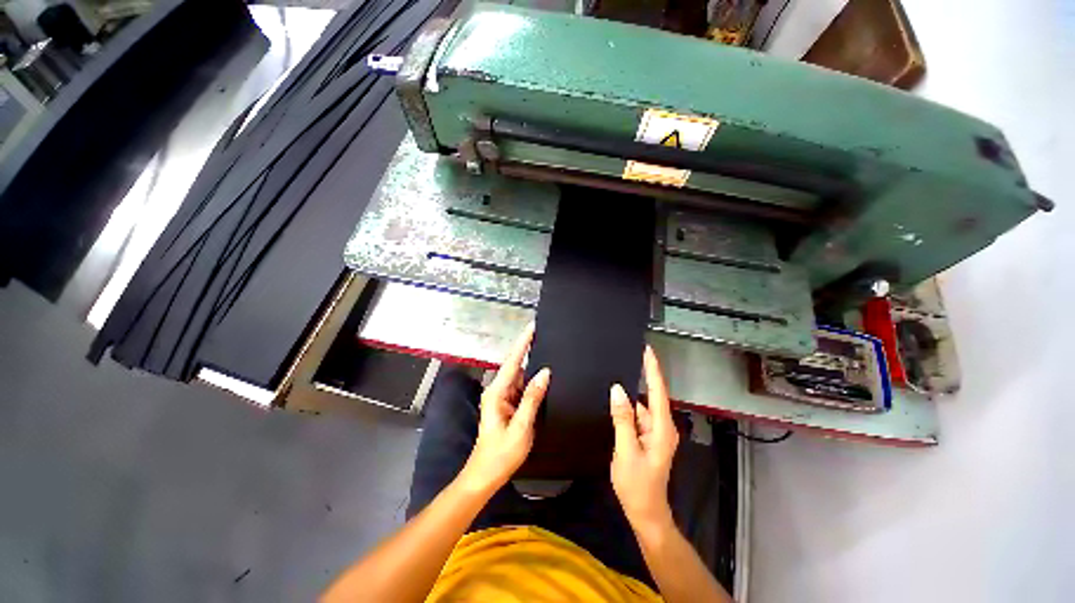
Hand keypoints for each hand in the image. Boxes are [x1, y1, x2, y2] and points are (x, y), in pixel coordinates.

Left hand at [459, 322, 549, 494]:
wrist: (485, 476)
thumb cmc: (501, 454)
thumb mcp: (521, 427)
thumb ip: (532, 398)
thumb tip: (545, 372)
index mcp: (497, 393)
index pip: (512, 361)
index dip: (523, 342)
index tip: (532, 327)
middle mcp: (498, 391)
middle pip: (516, 365)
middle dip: (529, 350)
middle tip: (546, 337)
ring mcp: (502, 398)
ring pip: (520, 377)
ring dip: (532, 367)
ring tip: (549, 353)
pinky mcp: (507, 405)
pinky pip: (521, 388)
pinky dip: (532, 382)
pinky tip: (543, 378)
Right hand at [610, 346, 678, 532]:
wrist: (645, 512)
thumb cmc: (637, 485)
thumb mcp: (626, 450)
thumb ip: (623, 418)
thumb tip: (618, 390)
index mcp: (662, 428)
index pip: (659, 391)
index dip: (653, 369)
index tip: (647, 350)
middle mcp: (663, 426)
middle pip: (652, 395)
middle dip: (642, 375)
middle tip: (627, 356)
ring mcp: (656, 432)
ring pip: (643, 406)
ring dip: (632, 394)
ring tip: (616, 377)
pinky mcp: (648, 437)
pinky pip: (638, 416)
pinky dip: (628, 408)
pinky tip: (616, 402)